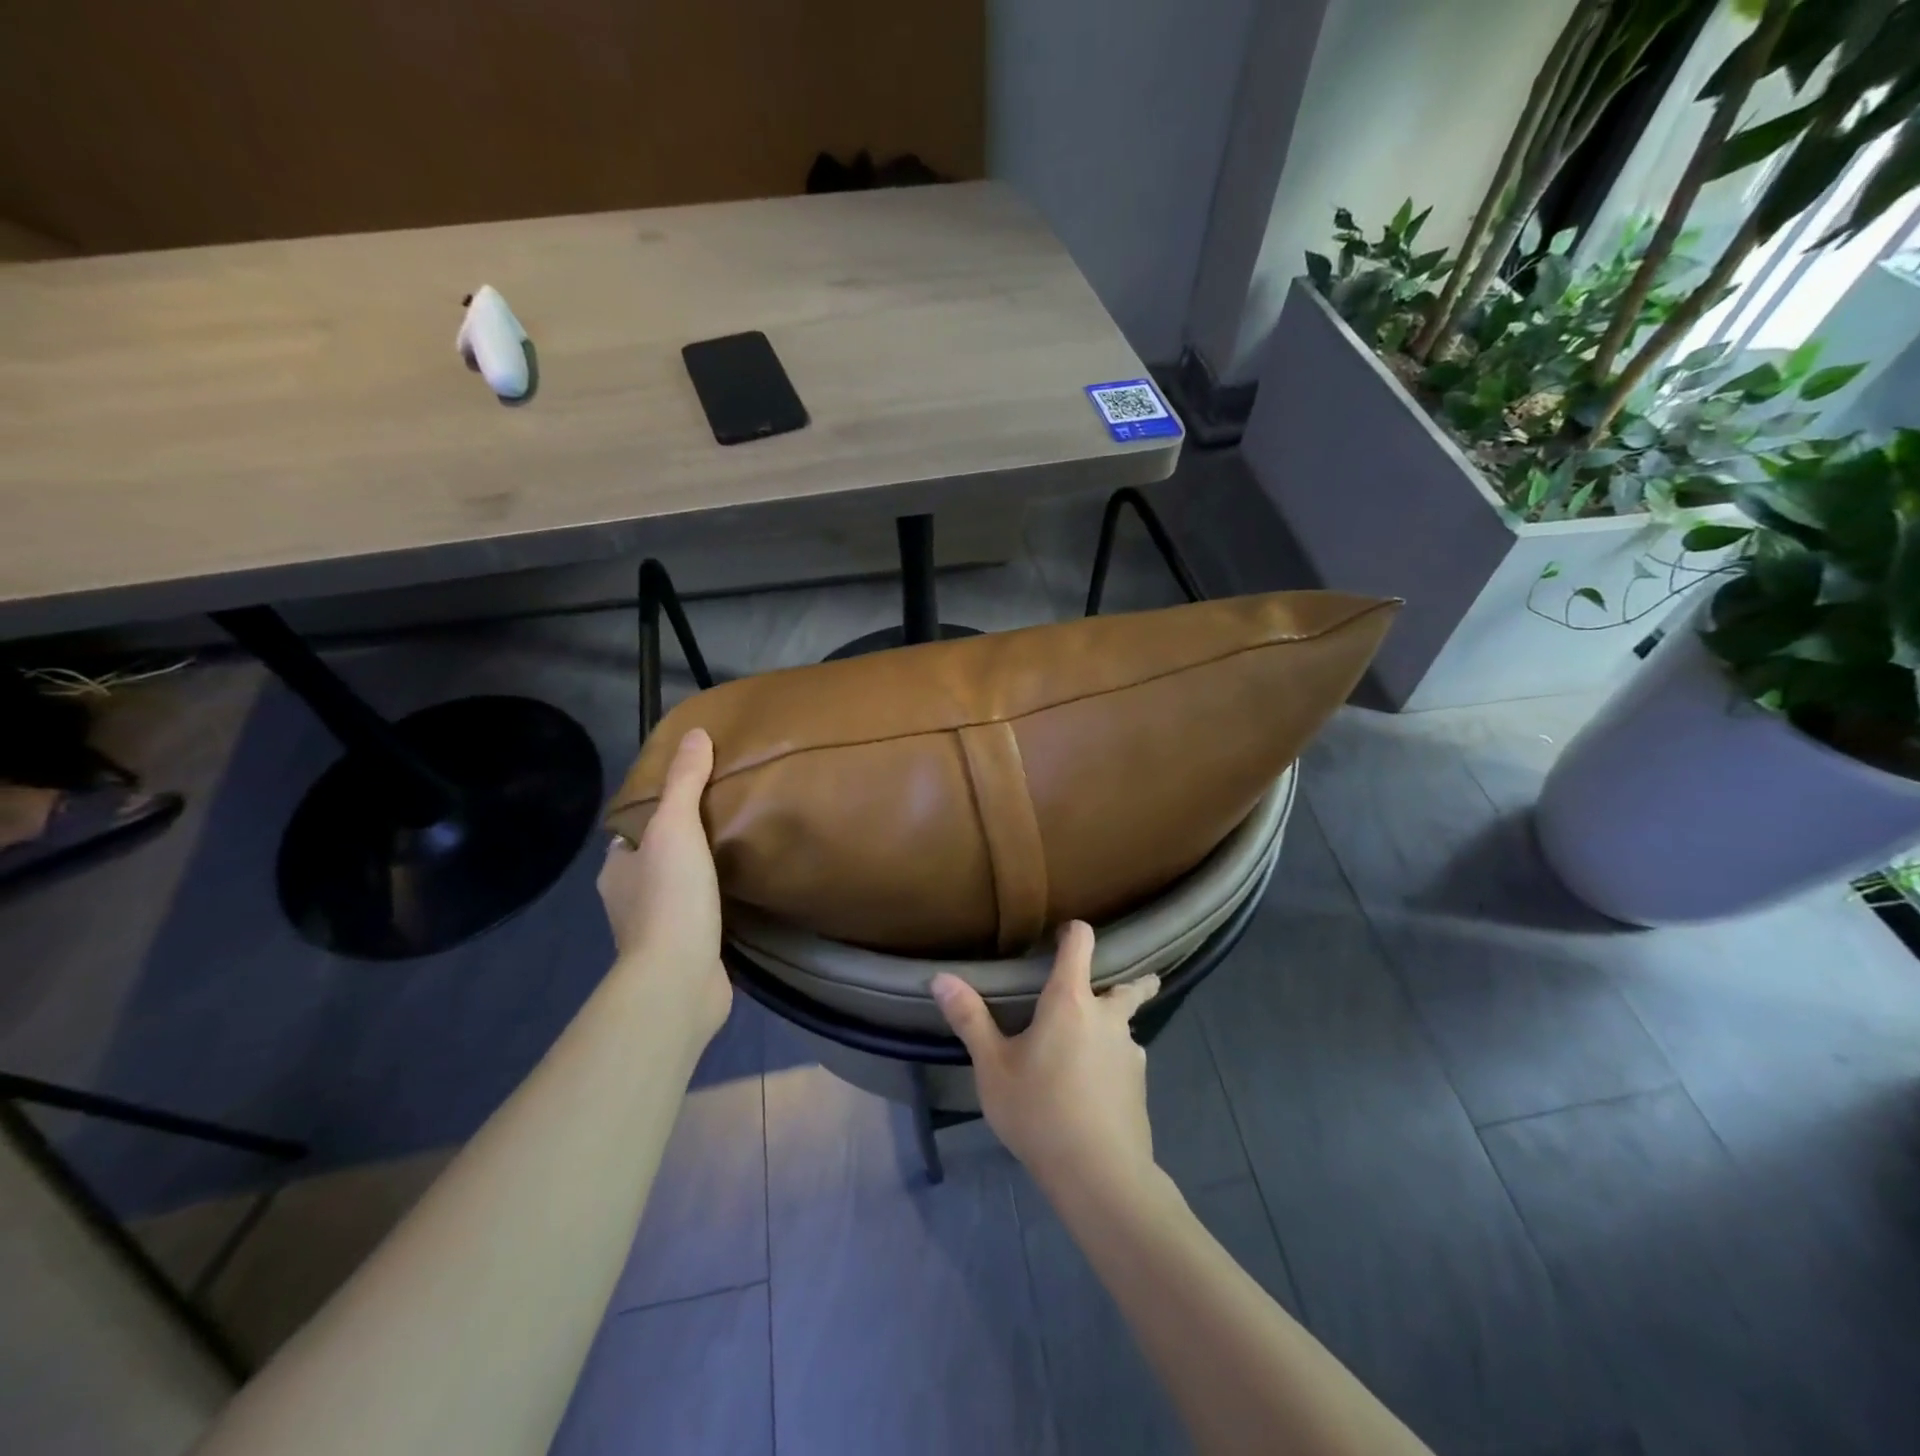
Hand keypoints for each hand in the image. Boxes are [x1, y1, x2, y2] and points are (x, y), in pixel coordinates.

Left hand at [596, 729, 729, 1040]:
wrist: (679, 977)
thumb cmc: (670, 896)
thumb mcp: (677, 826)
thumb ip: (685, 782)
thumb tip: (695, 734)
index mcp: (616, 869)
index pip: (631, 833)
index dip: (654, 814)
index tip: (688, 799)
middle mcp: (627, 900)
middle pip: (653, 861)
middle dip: (679, 846)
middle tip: (721, 822)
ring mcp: (654, 931)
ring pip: (674, 892)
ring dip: (695, 879)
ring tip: (733, 855)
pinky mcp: (682, 954)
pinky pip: (696, 920)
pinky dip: (710, 908)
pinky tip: (737, 898)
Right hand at [932, 922, 1159, 1199]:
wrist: (1100, 1174)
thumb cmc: (1039, 1111)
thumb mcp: (993, 1067)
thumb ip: (970, 1020)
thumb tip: (941, 977)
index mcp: (1070, 1001)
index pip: (1081, 943)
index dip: (1074, 932)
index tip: (1065, 933)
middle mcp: (1107, 1017)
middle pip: (1129, 986)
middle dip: (1130, 979)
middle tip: (1111, 983)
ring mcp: (1130, 1051)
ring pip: (1129, 1025)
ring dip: (1118, 1024)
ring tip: (1098, 1039)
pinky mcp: (1139, 1085)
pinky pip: (1128, 1059)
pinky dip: (1116, 1059)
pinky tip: (1099, 1084)